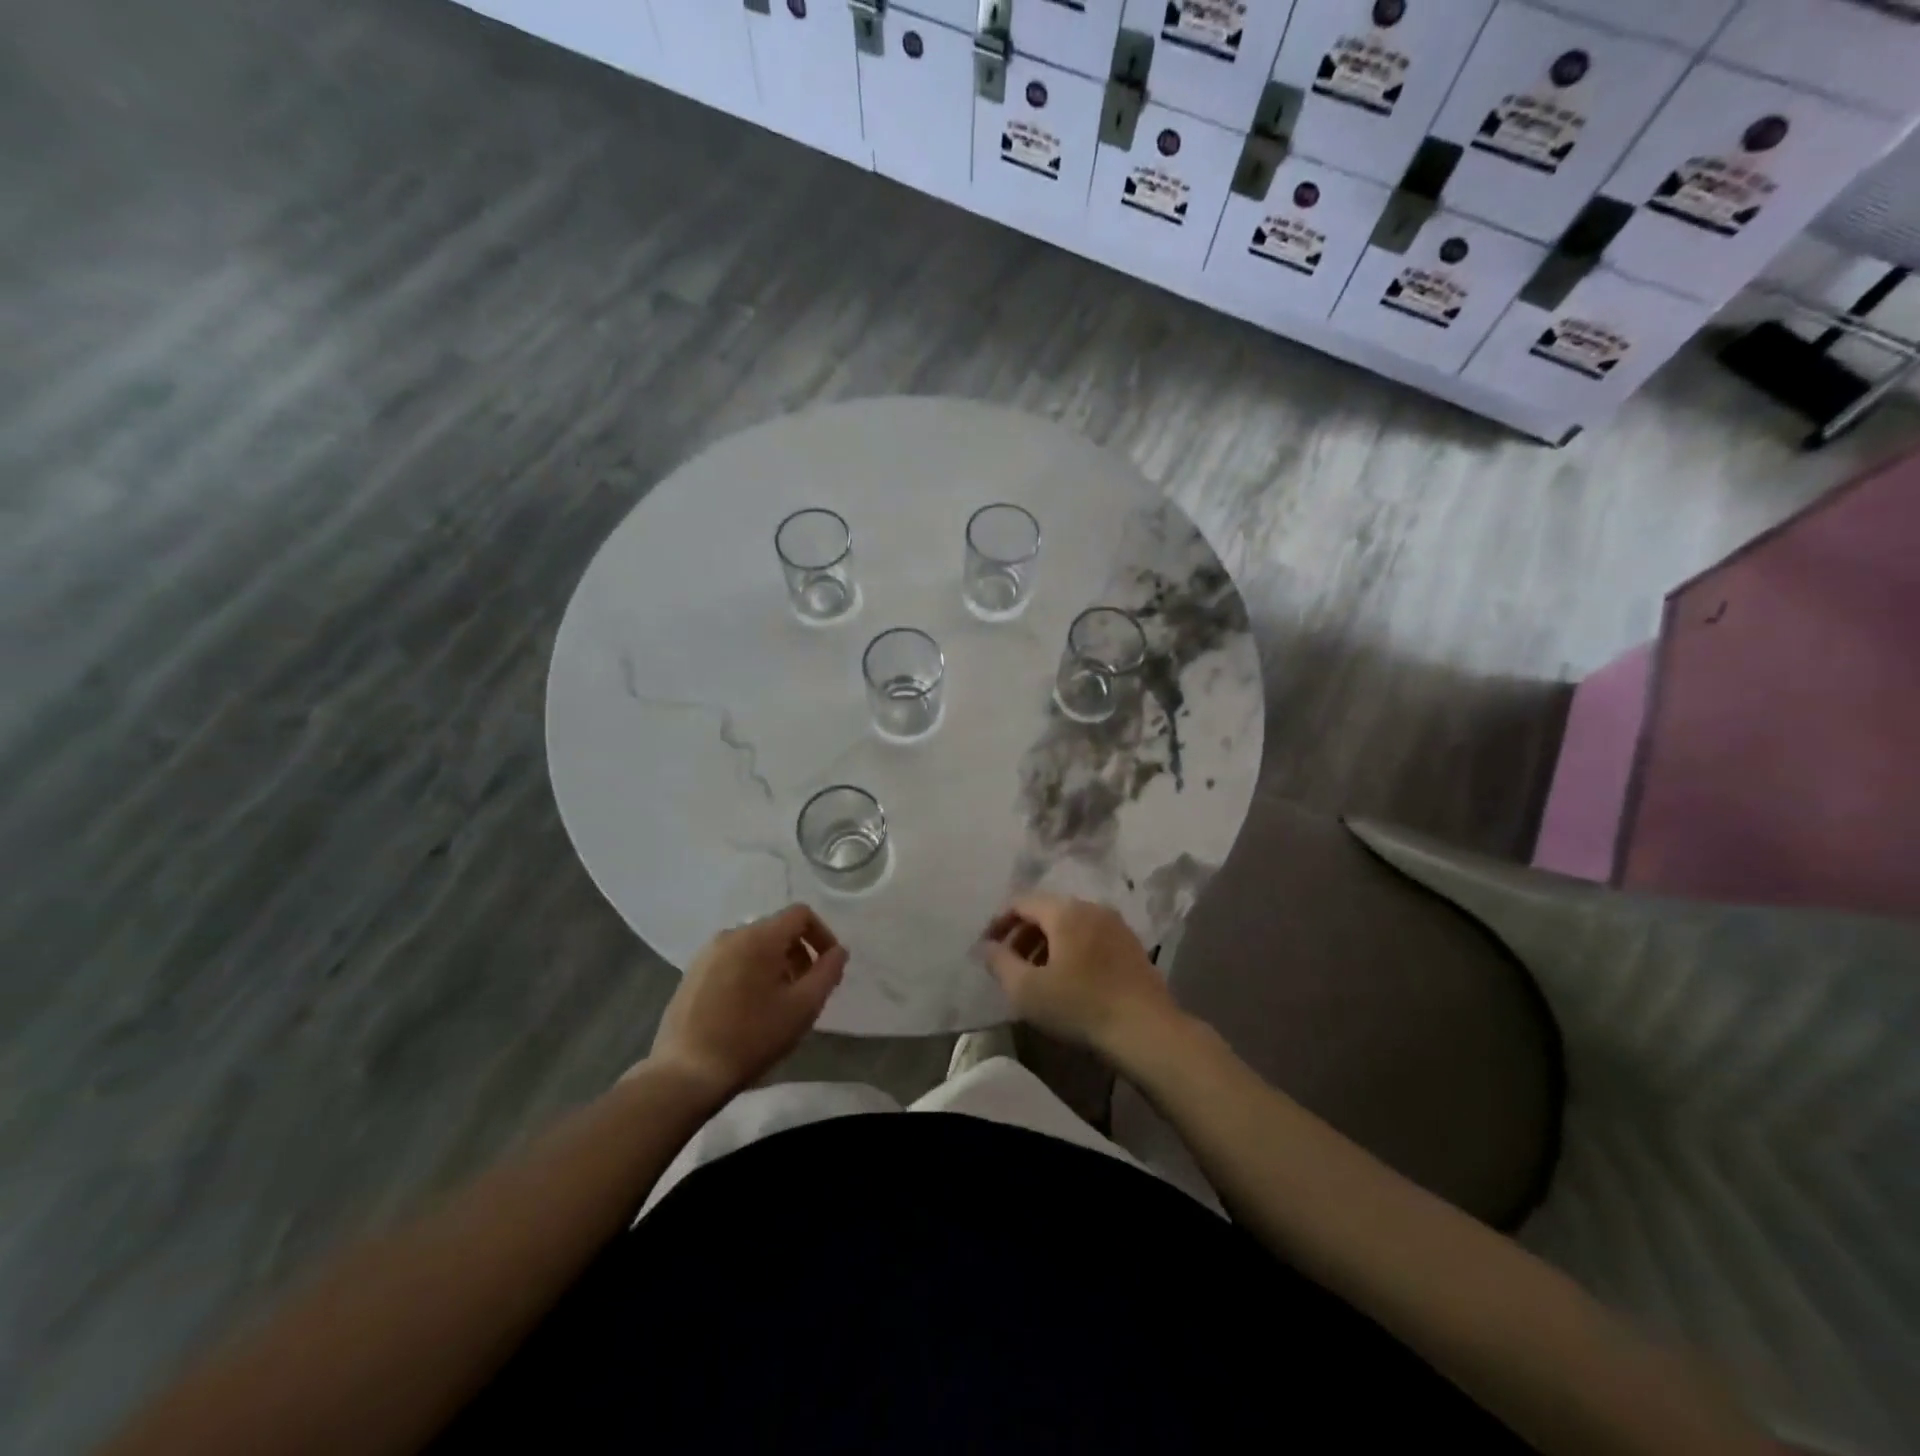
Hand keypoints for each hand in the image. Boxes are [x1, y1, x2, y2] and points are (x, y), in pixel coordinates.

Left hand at [648, 904, 847, 1098]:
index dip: (822, 935)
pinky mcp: (691, 973)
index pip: (801, 914)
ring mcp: (707, 953)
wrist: (686, 1073)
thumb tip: (839, 951)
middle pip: (777, 929)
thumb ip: (827, 973)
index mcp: (759, 937)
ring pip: (754, 946)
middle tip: (806, 990)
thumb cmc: (752, 1037)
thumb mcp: (802, 1008)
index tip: (828, 966)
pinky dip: (750, 973)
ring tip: (778, 1002)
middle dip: (799, 953)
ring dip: (775, 965)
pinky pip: (732, 960)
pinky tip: (748, 1009)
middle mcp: (732, 934)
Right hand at [981, 893, 1180, 1052]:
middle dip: (1022, 935)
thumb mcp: (1027, 990)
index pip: (1021, 902)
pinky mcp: (1131, 946)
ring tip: (1035, 975)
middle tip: (1008, 964)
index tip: (986, 947)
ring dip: (1046, 944)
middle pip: (1046, 911)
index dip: (998, 922)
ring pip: (1070, 925)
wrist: (1147, 1030)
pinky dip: (1070, 950)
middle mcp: (1091, 907)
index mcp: (1065, 911)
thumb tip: (986, 947)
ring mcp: (1115, 925)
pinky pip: (1090, 937)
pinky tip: (1067, 980)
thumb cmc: (1081, 1006)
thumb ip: (1000, 963)